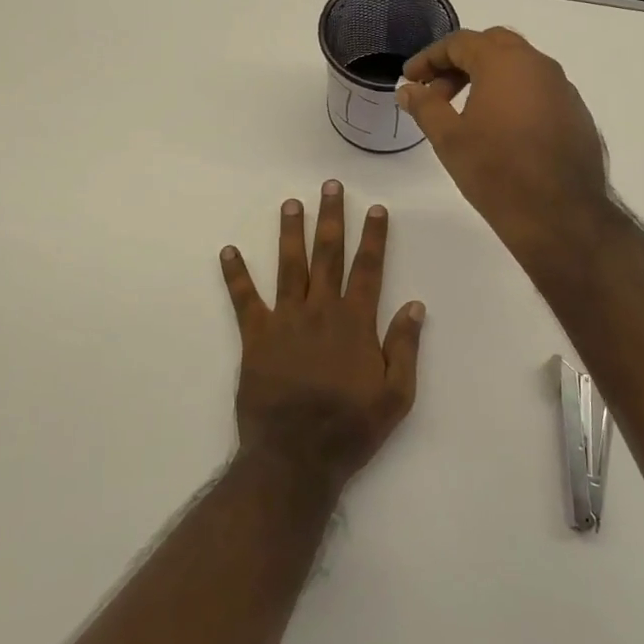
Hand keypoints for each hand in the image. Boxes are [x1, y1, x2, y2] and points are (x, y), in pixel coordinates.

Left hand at [219, 181, 425, 495]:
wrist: (295, 458)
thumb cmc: (350, 428)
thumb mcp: (395, 395)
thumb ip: (405, 347)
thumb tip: (415, 304)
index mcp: (355, 322)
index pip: (368, 268)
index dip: (373, 237)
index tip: (375, 208)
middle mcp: (320, 311)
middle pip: (328, 254)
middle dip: (331, 218)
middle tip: (330, 186)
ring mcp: (285, 321)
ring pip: (289, 266)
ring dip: (291, 232)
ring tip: (290, 203)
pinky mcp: (256, 337)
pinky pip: (244, 300)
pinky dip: (236, 275)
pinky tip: (228, 251)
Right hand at [397, 27, 612, 255]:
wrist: (560, 214)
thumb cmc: (496, 171)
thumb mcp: (449, 139)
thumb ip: (425, 106)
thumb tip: (408, 89)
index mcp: (504, 62)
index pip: (460, 42)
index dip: (430, 58)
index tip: (411, 79)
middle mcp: (539, 64)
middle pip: (493, 45)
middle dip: (460, 62)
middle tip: (438, 92)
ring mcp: (563, 88)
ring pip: (520, 66)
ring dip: (489, 77)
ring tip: (466, 112)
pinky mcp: (576, 112)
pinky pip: (538, 90)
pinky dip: (514, 95)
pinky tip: (502, 129)